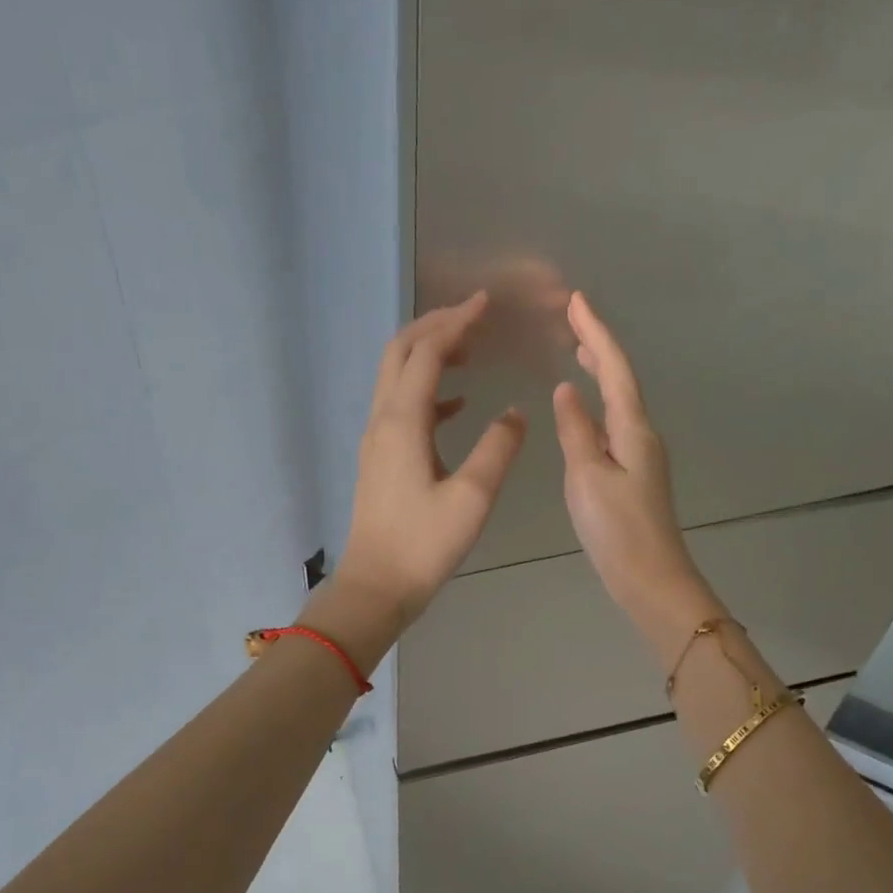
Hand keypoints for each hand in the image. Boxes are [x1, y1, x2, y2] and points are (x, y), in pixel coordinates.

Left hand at [334, 293, 526, 629]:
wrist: (376, 586)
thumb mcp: (472, 498)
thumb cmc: (424, 545)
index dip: (455, 323)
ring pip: (396, 377)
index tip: (485, 305)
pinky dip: (428, 391)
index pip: (426, 352)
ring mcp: (376, 439)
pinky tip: (457, 404)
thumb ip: (497, 449)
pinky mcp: (379, 459)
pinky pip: (400, 407)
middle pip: (400, 353)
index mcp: (402, 422)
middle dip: (435, 327)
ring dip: (428, 354)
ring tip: (469, 351)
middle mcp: (382, 420)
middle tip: (474, 317)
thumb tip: (515, 413)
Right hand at [553, 292, 721, 661]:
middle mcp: (643, 434)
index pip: (615, 368)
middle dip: (599, 346)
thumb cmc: (617, 529)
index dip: (596, 332)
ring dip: (602, 372)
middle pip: (622, 379)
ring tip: (579, 352)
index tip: (577, 300)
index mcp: (633, 429)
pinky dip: (600, 405)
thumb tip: (569, 389)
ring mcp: (642, 455)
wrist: (650, 578)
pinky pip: (615, 424)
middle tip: (573, 319)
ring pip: (620, 401)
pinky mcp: (635, 475)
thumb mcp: (588, 477)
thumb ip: (576, 431)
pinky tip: (585, 411)